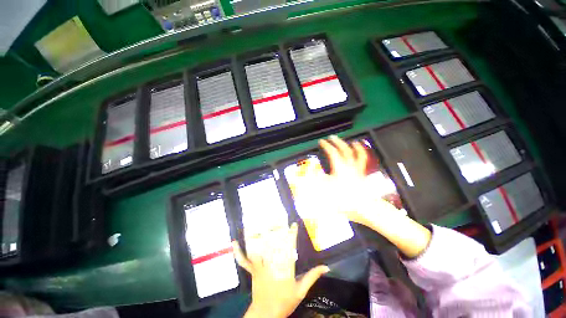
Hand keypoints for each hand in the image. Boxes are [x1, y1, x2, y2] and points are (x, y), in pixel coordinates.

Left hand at [235, 223, 329, 317]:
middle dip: (274, 229)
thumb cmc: (285, 302)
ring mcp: (260, 267)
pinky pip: (244, 260)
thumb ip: (312, 277)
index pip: (290, 248)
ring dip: (257, 235)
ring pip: (258, 248)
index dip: (292, 235)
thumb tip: (326, 267)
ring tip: (256, 222)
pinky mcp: (252, 271)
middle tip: (276, 216)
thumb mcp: (301, 291)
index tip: (293, 225)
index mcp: (285, 268)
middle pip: (273, 244)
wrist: (266, 314)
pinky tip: (234, 242)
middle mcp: (272, 264)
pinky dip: (239, 251)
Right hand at [297, 136, 431, 257]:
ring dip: (353, 146)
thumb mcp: (326, 189)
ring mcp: (358, 170)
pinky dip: (363, 156)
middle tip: (332, 137)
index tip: (321, 142)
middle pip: (344, 149)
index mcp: (340, 168)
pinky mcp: (362, 175)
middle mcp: (350, 166)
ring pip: (357, 154)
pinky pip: (363, 162)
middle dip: (337, 142)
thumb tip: (311, 170)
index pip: (332, 152)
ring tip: (352, 141)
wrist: (364, 209)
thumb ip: (316, 179)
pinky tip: (362, 155)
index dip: (326, 145)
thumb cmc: (345, 200)